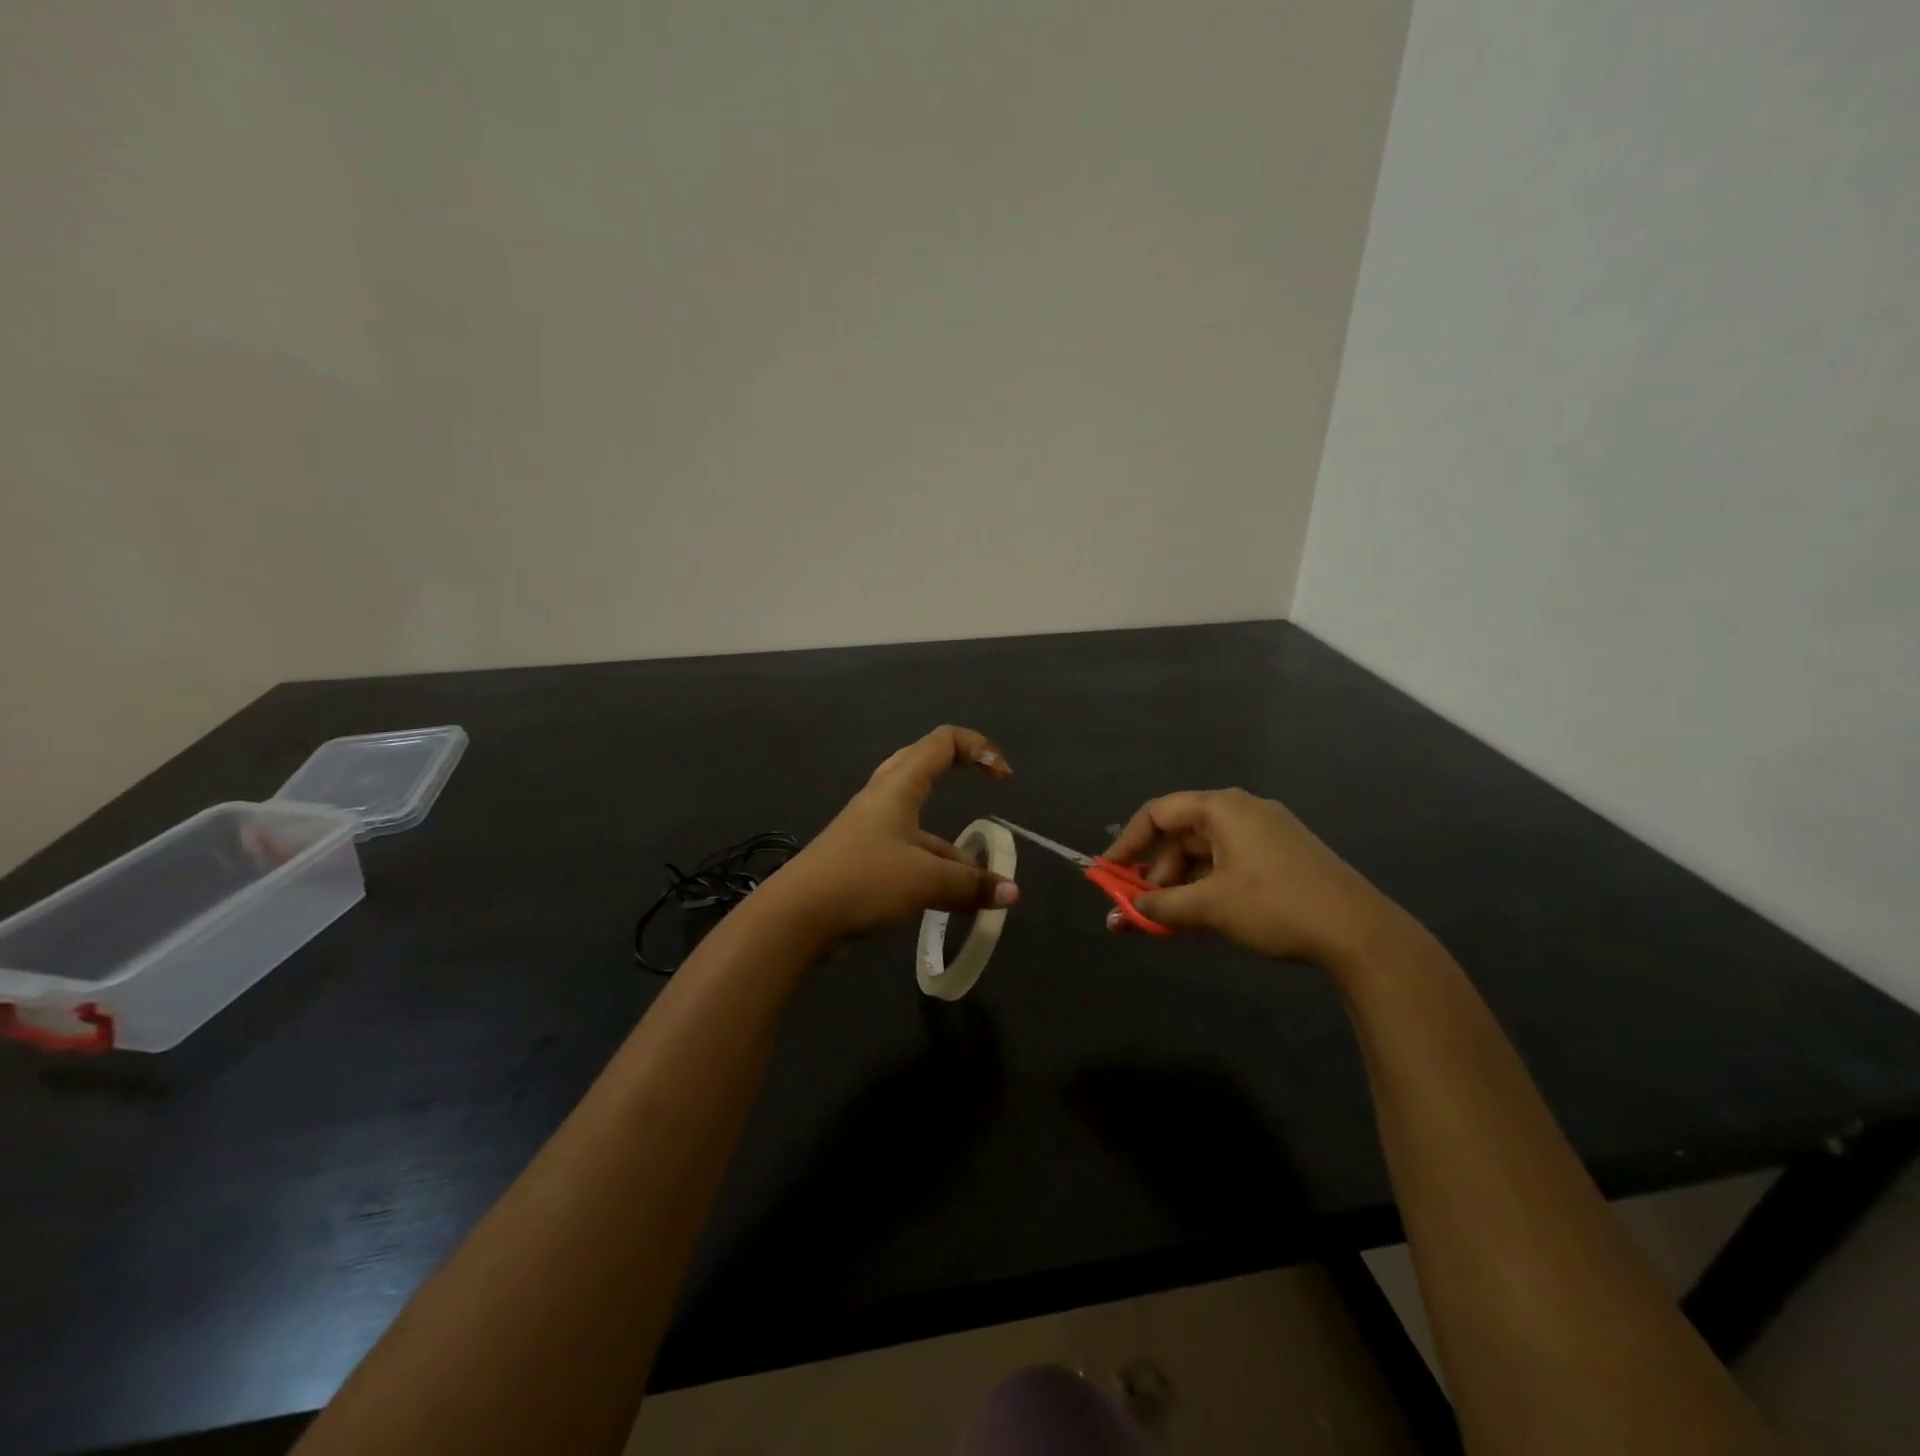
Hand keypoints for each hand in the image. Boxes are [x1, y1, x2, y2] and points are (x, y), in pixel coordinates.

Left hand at [765, 725, 1019, 945]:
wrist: (796, 917)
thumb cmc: (862, 880)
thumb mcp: (924, 881)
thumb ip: (970, 885)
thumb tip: (1012, 893)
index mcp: (899, 786)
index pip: (943, 742)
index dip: (979, 749)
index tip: (1004, 779)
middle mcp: (884, 798)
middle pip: (925, 766)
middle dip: (960, 772)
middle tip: (987, 792)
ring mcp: (871, 829)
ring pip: (920, 820)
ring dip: (951, 844)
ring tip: (979, 883)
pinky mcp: (863, 858)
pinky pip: (908, 850)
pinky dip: (934, 867)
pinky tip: (950, 901)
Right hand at [1103, 788, 1401, 970]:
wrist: (1360, 932)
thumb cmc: (1276, 906)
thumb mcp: (1211, 907)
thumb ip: (1161, 906)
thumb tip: (1125, 911)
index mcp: (1222, 808)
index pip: (1157, 813)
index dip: (1127, 843)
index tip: (1107, 873)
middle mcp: (1241, 811)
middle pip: (1180, 834)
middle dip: (1154, 872)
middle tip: (1139, 906)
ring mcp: (1265, 832)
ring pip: (1204, 853)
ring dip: (1179, 884)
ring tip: (1167, 921)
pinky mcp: (1281, 855)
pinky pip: (1228, 863)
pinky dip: (1206, 887)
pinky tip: (1198, 917)